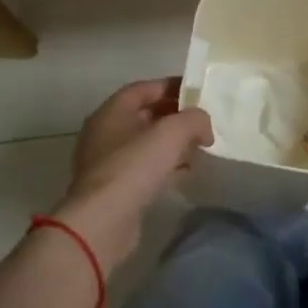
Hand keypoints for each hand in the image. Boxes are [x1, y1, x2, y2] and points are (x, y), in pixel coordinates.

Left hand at [57, 79, 211, 270]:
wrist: (103, 221)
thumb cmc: (134, 166)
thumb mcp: (172, 132)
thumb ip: (194, 119)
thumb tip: (203, 126)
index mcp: (112, 110)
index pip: (144, 88)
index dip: (173, 86)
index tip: (199, 93)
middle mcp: (104, 131)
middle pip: (144, 114)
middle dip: (174, 115)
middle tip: (202, 121)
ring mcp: (106, 161)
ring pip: (144, 142)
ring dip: (171, 142)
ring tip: (199, 147)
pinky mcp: (113, 187)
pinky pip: (142, 167)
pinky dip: (164, 165)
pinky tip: (185, 172)